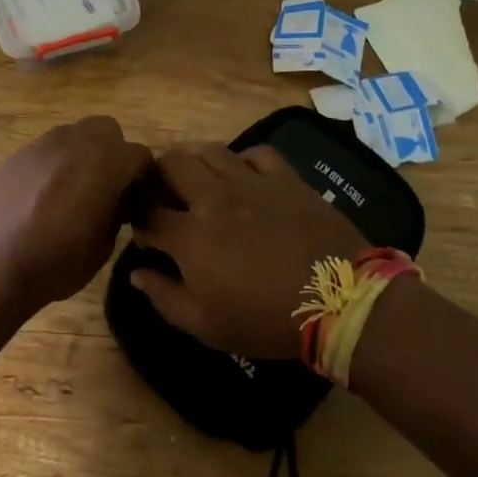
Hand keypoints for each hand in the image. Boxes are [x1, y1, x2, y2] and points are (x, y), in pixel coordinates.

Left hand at [0, 116, 153, 314]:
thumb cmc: (54, 264)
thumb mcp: (102, 247)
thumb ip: (116, 213)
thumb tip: (117, 202)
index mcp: (104, 163)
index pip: (139, 155)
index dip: (142, 178)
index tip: (136, 201)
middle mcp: (73, 143)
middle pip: (106, 130)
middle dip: (112, 153)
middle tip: (106, 187)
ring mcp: (39, 146)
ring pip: (72, 136)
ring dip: (80, 156)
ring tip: (72, 192)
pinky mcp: (13, 156)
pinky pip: (43, 152)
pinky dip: (51, 167)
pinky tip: (40, 199)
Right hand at [129, 144, 366, 359]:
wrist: (340, 302)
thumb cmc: (266, 320)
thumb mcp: (206, 326)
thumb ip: (164, 297)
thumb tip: (136, 272)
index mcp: (190, 236)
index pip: (145, 211)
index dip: (136, 218)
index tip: (145, 232)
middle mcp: (214, 198)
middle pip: (170, 163)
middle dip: (158, 176)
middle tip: (166, 196)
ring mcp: (252, 182)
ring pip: (209, 150)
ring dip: (197, 164)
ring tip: (202, 183)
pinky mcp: (286, 178)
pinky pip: (256, 153)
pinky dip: (242, 161)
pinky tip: (245, 179)